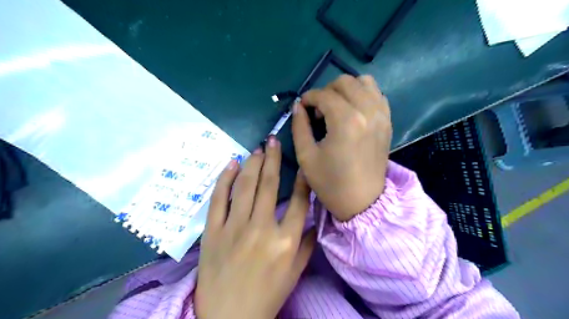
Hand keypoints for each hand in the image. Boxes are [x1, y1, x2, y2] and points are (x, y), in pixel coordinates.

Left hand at [196, 138, 315, 318]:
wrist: (228, 318)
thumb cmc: (266, 295)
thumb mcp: (295, 273)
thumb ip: (307, 244)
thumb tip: (314, 218)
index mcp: (286, 240)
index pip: (299, 200)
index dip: (302, 177)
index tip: (302, 162)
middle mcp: (262, 228)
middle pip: (270, 185)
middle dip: (273, 159)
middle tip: (273, 141)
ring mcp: (235, 227)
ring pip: (246, 186)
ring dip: (253, 163)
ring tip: (258, 148)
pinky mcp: (213, 230)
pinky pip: (219, 198)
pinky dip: (225, 178)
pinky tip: (232, 163)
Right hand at [291, 75, 393, 221]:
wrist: (362, 202)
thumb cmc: (331, 183)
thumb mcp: (306, 156)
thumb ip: (299, 126)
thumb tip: (298, 106)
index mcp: (346, 121)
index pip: (324, 95)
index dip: (308, 98)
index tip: (302, 107)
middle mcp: (367, 111)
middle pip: (345, 82)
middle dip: (326, 90)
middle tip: (319, 110)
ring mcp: (381, 115)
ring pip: (364, 82)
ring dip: (347, 89)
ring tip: (337, 107)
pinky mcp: (387, 122)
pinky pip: (377, 95)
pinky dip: (363, 95)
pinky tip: (353, 111)